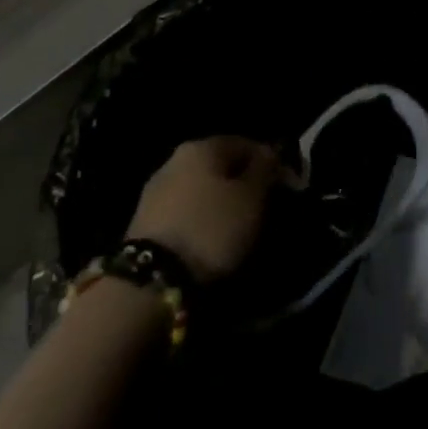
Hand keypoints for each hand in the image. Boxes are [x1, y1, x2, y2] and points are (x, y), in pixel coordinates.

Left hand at [127, 136, 280, 283]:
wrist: (149, 285)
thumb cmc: (211, 230)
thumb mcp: (253, 197)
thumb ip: (265, 169)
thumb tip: (270, 154)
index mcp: (202, 146)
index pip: (247, 144)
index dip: (270, 163)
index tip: (285, 188)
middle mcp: (175, 160)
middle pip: (221, 167)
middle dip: (243, 185)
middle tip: (262, 210)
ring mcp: (155, 192)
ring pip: (201, 191)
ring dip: (220, 205)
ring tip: (237, 232)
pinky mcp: (143, 225)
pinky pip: (184, 214)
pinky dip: (200, 223)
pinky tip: (210, 243)